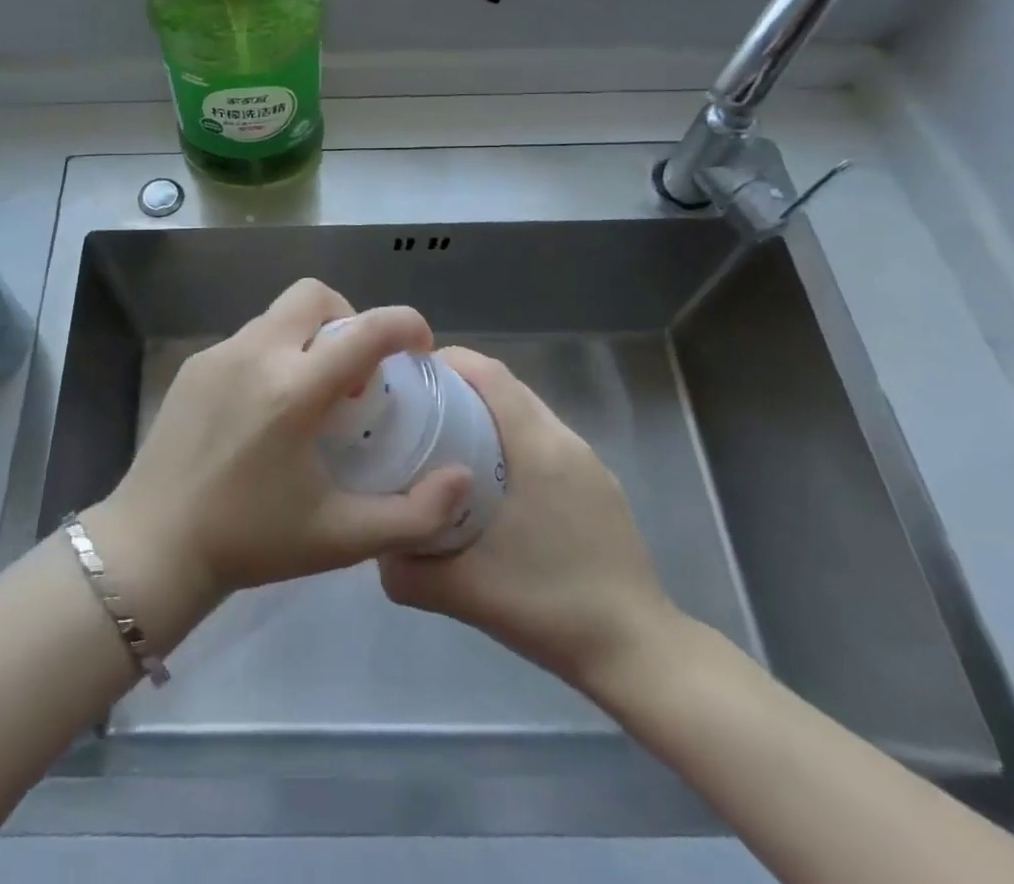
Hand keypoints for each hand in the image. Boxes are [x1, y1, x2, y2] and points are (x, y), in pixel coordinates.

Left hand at [94, 280, 472, 613]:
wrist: (153, 545)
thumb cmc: (252, 542)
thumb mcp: (343, 538)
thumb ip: (415, 513)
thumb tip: (462, 477)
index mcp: (296, 389)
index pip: (367, 329)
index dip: (406, 324)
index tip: (419, 347)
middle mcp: (258, 354)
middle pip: (316, 295)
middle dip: (349, 318)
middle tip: (354, 374)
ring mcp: (220, 354)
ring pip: (280, 315)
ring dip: (310, 337)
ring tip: (310, 396)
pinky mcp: (194, 365)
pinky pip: (248, 339)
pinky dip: (273, 354)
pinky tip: (265, 409)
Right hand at [377, 347, 682, 704]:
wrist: (637, 652)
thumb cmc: (549, 606)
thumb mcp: (463, 591)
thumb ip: (406, 571)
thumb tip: (377, 547)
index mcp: (536, 447)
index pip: (489, 373)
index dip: (448, 361)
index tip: (408, 377)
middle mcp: (565, 441)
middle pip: (506, 387)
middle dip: (459, 387)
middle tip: (416, 413)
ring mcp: (588, 463)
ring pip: (527, 414)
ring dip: (487, 415)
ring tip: (448, 446)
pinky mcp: (599, 487)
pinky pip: (546, 442)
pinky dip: (512, 442)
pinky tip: (493, 485)